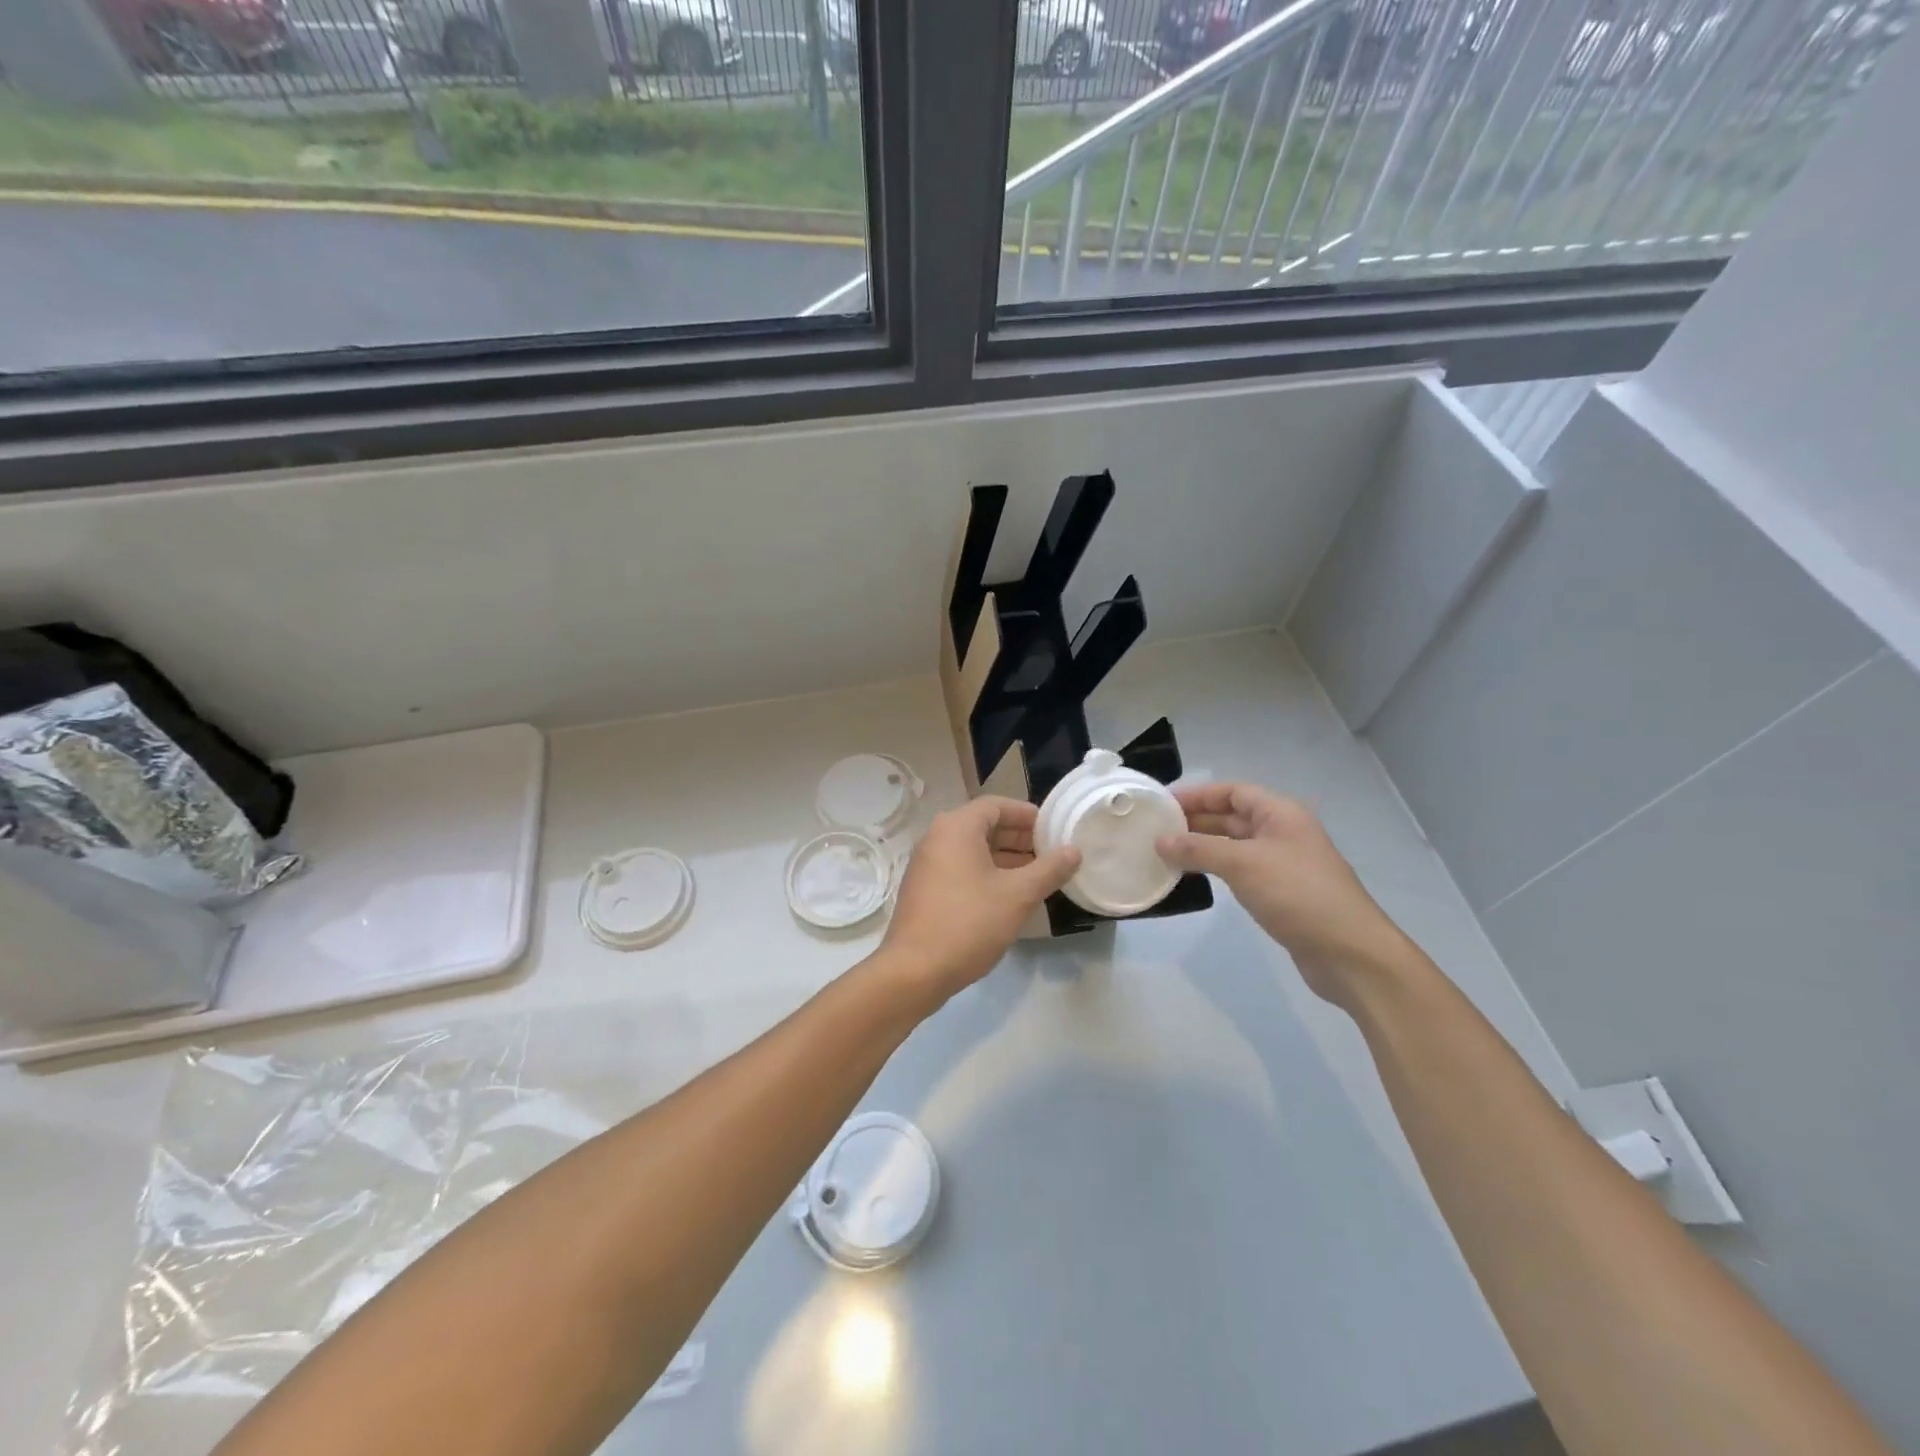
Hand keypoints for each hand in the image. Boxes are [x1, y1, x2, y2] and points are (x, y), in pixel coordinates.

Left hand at [877, 796, 1080, 1004]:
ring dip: (1005, 858)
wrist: (914, 971)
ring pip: (973, 850)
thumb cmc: (969, 923)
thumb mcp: (1018, 895)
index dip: (1028, 814)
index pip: (997, 805)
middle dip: (1019, 838)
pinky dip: (986, 873)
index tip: (1054, 829)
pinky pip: (961, 869)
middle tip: (1051, 854)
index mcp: (956, 827)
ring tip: (1038, 876)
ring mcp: (927, 864)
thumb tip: (1074, 851)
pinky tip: (1009, 896)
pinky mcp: (924, 889)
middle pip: (984, 826)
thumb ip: (1049, 869)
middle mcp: (937, 838)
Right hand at [1156, 783, 1408, 1006]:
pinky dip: (1215, 869)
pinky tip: (1193, 877)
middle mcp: (1282, 832)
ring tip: (1165, 852)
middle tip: (1156, 828)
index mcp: (1280, 814)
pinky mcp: (1281, 893)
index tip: (1163, 803)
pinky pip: (1240, 870)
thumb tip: (1159, 841)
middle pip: (1232, 817)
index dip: (1198, 794)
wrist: (1349, 952)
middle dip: (1196, 820)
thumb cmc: (1297, 894)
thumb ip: (1198, 850)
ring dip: (1202, 846)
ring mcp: (1282, 864)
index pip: (1233, 791)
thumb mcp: (1243, 864)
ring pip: (1234, 845)